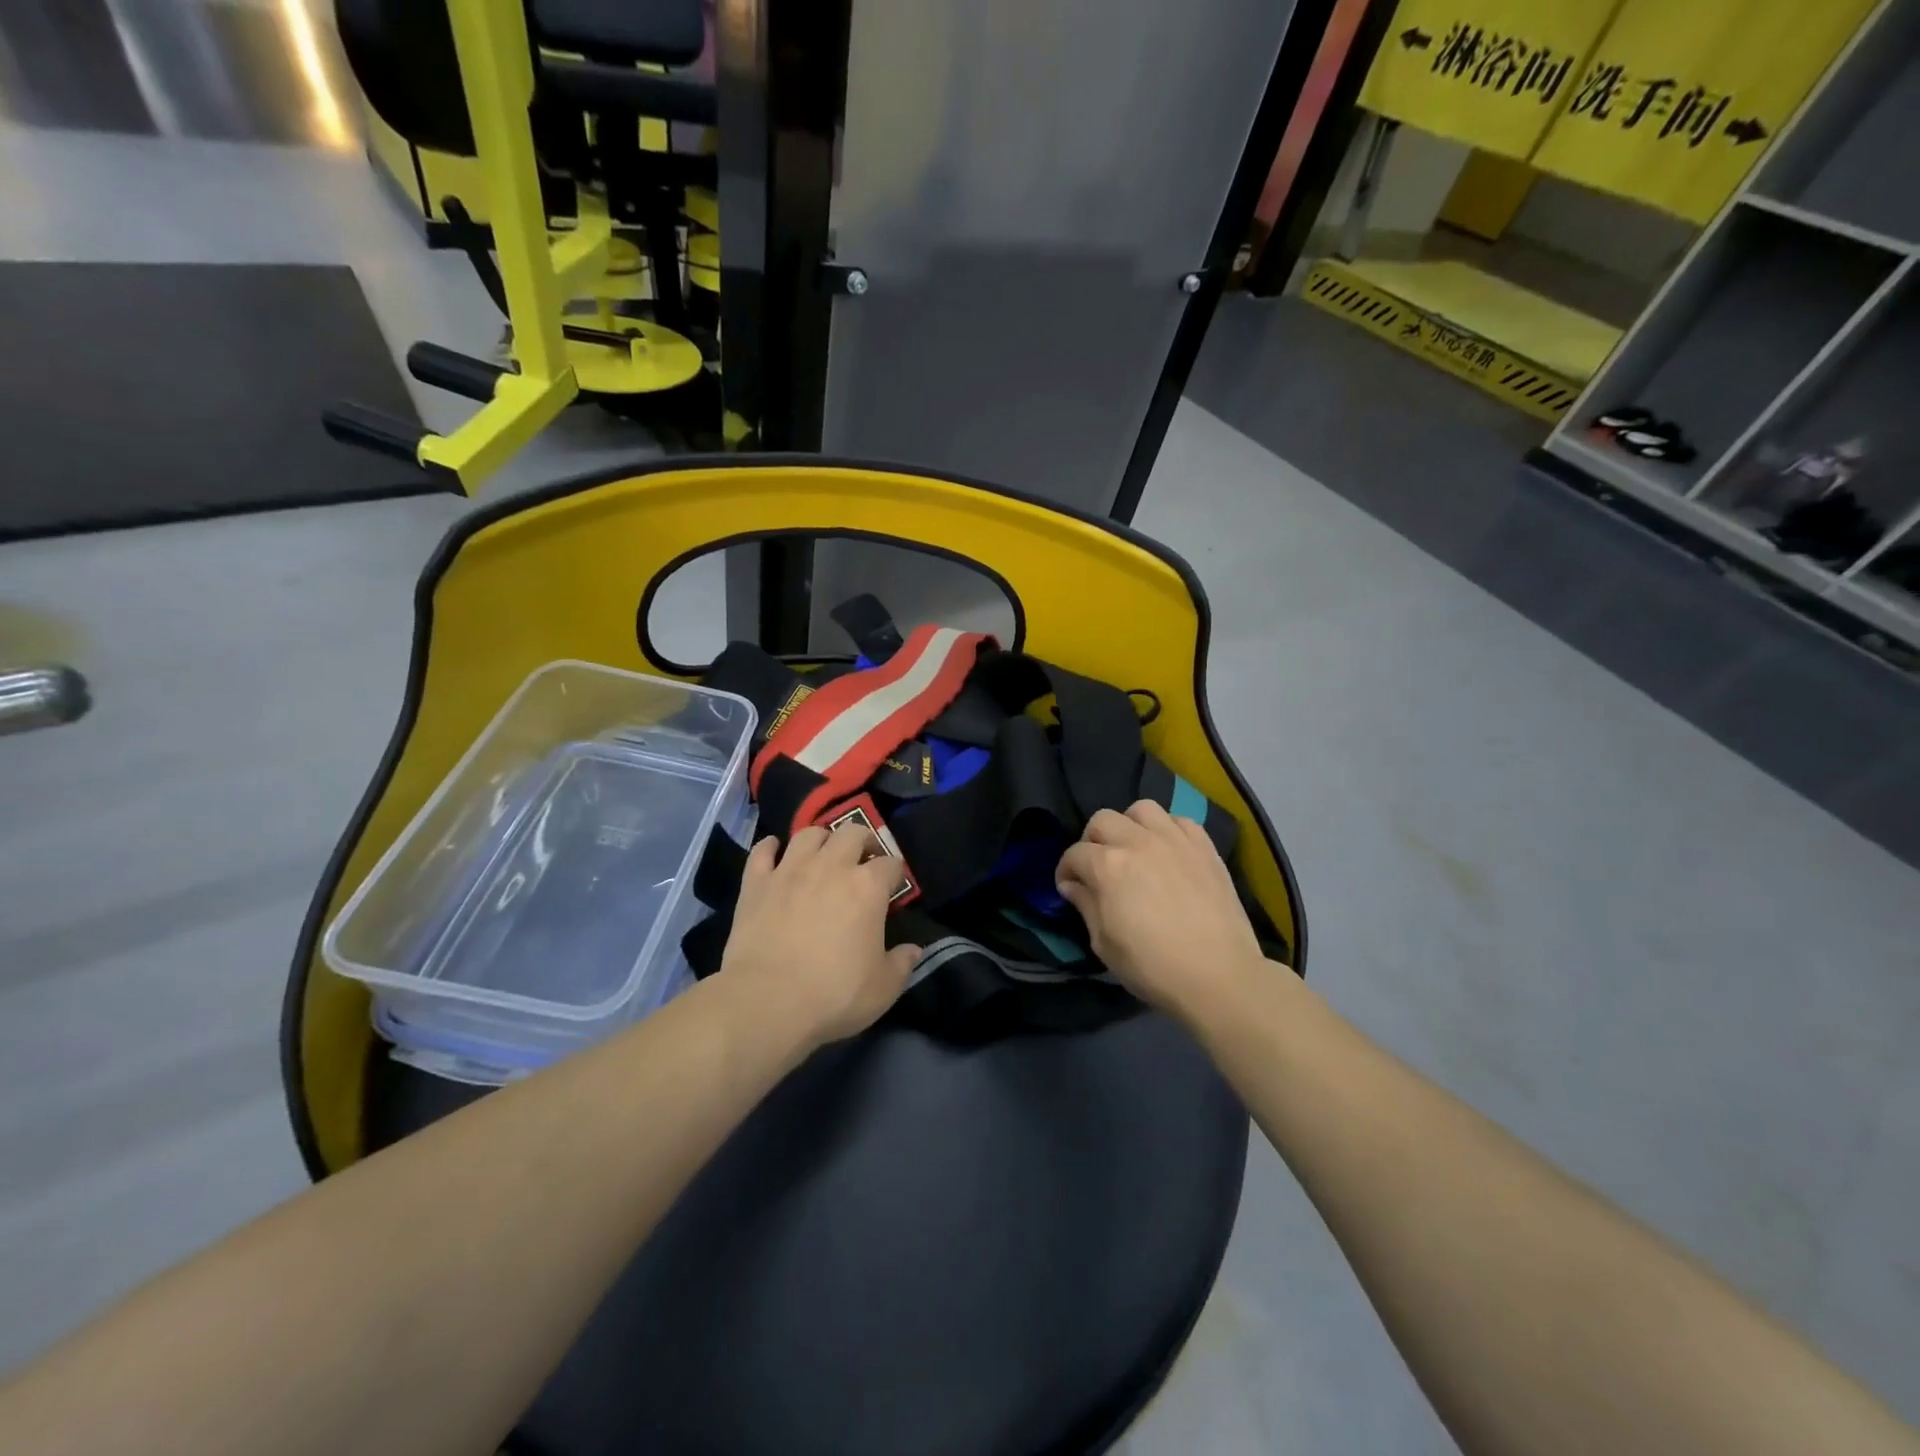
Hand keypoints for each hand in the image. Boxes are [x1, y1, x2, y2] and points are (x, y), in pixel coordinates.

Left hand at [718, 824, 921, 1046]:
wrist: (767, 1001)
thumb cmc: (834, 994)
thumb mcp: (883, 988)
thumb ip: (902, 964)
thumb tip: (914, 950)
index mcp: (868, 887)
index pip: (891, 864)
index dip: (896, 873)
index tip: (894, 886)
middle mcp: (831, 866)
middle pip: (853, 832)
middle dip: (863, 841)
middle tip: (863, 860)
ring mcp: (790, 870)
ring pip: (809, 834)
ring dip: (821, 840)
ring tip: (822, 855)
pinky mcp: (756, 882)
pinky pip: (762, 851)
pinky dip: (770, 847)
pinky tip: (774, 852)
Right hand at [1056, 800, 1266, 1023]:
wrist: (1219, 975)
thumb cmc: (1153, 966)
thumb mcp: (1104, 944)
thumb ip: (1085, 906)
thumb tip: (1073, 885)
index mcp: (1108, 866)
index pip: (1074, 854)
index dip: (1065, 870)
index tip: (1068, 887)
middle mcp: (1138, 842)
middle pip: (1102, 820)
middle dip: (1092, 841)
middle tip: (1098, 867)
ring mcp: (1174, 840)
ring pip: (1141, 809)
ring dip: (1129, 825)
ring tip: (1133, 849)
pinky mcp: (1204, 846)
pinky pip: (1179, 820)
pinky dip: (1167, 829)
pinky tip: (1168, 851)